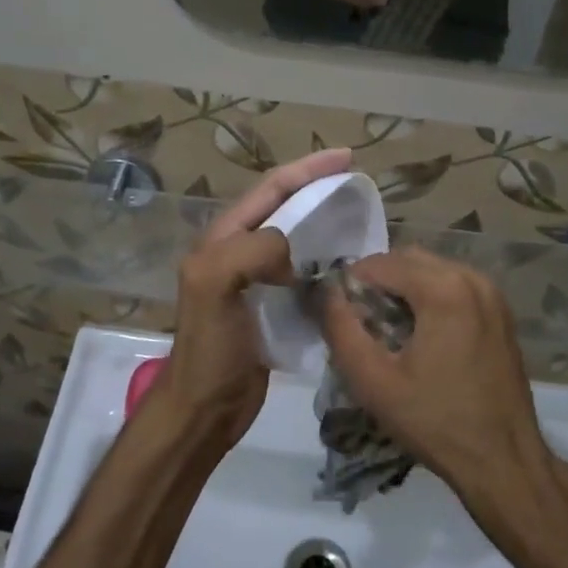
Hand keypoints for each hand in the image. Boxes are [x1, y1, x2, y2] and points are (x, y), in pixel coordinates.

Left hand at [153, 148, 352, 449]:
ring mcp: (256, 281)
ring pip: (297, 240)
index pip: (270, 189)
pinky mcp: (273, 308)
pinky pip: (304, 274)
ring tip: (362, 222)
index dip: (307, 169)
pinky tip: (352, 268)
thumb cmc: (209, 348)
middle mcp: (239, 252)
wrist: (205, 409)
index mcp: (223, 238)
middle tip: (359, 187)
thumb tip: (293, 251)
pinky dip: (327, 263)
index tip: (347, 158)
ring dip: (326, 225)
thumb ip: (250, 251)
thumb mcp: (214, 286)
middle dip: (319, 190)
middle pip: (285, 209)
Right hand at [317, 248, 553, 505]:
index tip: (338, 316)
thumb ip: (341, 328)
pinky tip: (420, 336)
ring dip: (403, 289)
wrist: (503, 461)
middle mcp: (472, 278)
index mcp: (444, 288)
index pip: (380, 263)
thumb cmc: (435, 421)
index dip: (350, 284)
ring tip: (387, 331)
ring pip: (431, 271)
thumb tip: (326, 292)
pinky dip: (430, 297)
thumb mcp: (373, 381)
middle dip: (378, 283)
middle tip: (360, 323)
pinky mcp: (500, 312)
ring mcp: (492, 293)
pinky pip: (454, 286)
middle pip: (407, 260)